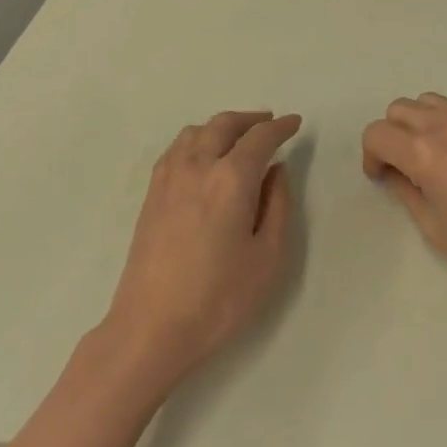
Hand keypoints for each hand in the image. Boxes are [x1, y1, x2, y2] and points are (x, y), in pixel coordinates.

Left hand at [101, 110, 301, 398]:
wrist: (151, 327)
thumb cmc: (219, 298)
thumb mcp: (268, 258)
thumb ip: (278, 206)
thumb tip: (276, 171)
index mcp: (231, 178)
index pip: (260, 138)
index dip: (281, 127)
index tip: (295, 122)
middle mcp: (198, 165)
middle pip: (225, 124)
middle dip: (251, 119)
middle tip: (269, 124)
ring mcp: (169, 177)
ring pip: (197, 131)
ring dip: (222, 126)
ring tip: (238, 138)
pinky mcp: (152, 193)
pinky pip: (176, 148)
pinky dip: (197, 139)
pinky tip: (204, 156)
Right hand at [363, 93, 446, 312]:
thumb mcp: (437, 229)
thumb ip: (408, 192)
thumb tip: (397, 174)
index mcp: (426, 151)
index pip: (378, 133)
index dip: (371, 156)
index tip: (382, 180)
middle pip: (399, 109)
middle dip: (390, 136)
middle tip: (401, 169)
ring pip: (427, 101)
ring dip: (416, 123)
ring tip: (428, 158)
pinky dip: (443, 124)